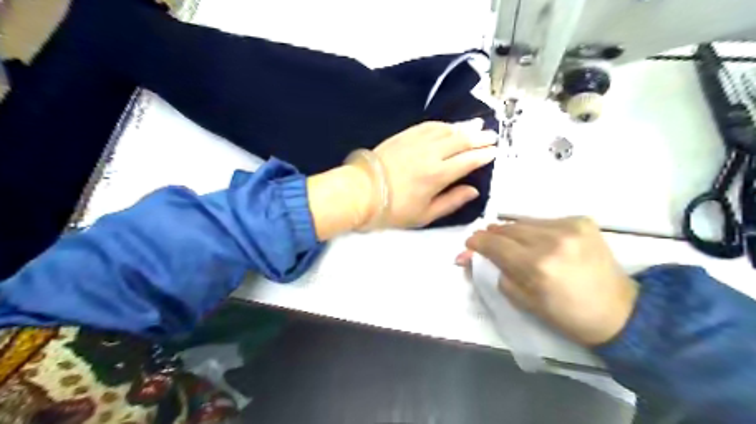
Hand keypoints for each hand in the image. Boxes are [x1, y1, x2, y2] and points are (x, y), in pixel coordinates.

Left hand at [307, 120, 496, 241]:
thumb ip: (451, 201)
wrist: (361, 192)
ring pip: (446, 130)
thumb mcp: (425, 215)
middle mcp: (431, 154)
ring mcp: (417, 141)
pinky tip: (449, 125)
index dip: (483, 155)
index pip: (468, 161)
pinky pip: (428, 125)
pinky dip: (443, 124)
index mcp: (438, 175)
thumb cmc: (394, 209)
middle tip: (492, 135)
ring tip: (477, 124)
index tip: (494, 152)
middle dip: (479, 137)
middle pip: (461, 141)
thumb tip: (473, 191)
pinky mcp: (404, 135)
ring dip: (464, 127)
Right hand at [464, 217, 632, 346]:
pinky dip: (535, 230)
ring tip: (513, 243)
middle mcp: (552, 240)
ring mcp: (569, 226)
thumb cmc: (566, 314)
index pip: (494, 244)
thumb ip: (496, 272)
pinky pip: (544, 221)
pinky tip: (539, 241)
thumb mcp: (523, 300)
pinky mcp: (582, 220)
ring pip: (524, 222)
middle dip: (493, 235)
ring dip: (513, 232)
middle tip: (488, 243)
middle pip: (507, 228)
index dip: (477, 242)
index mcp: (536, 265)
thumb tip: (472, 255)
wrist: (619, 311)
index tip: (469, 243)